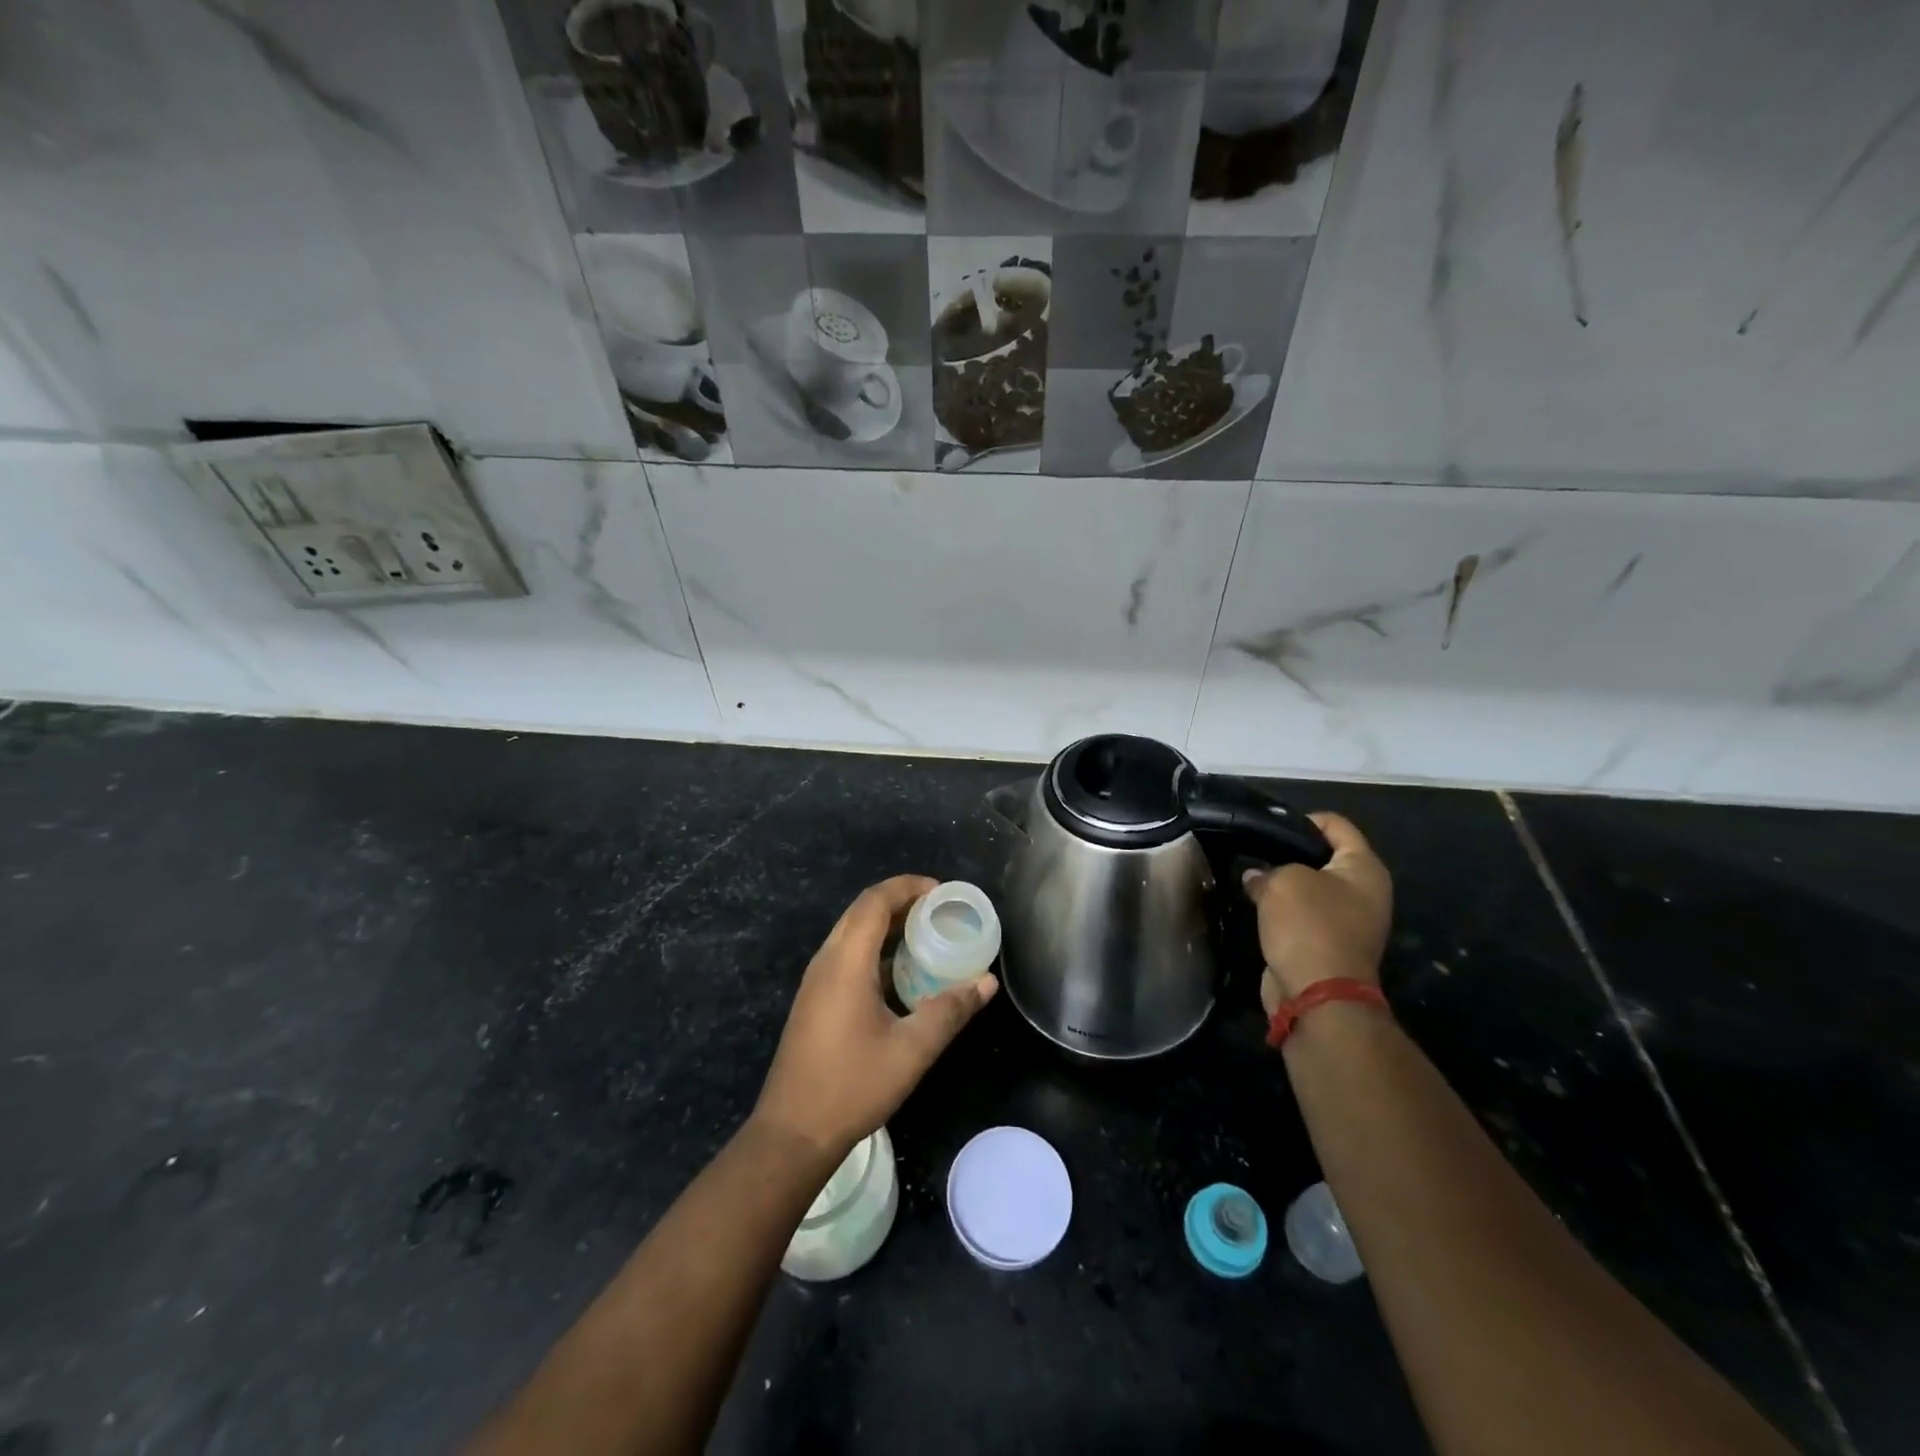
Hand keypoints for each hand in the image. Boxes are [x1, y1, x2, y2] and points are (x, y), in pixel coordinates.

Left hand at [753, 875, 997, 1158]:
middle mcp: (826, 961)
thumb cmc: (852, 1086)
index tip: (942, 891)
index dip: (907, 887)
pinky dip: (875, 948)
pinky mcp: (814, 1000)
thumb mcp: (912, 1050)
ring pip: (852, 933)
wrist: (793, 1133)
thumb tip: (987, 981)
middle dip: (901, 901)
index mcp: (845, 962)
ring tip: (926, 934)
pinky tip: (900, 973)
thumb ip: (951, 1011)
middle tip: (940, 911)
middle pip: (862, 912)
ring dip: (887, 925)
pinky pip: (846, 955)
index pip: (874, 901)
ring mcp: (816, 982)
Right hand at [1241, 812, 1392, 1012]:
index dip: (1303, 819)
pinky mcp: (1330, 945)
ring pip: (1312, 889)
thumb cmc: (1309, 925)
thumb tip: (1256, 878)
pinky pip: (1305, 916)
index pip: (1337, 825)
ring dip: (1285, 885)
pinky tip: (1259, 907)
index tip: (1270, 827)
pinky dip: (1284, 911)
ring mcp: (1351, 922)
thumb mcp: (1283, 881)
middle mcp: (1365, 892)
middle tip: (1257, 852)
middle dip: (1290, 854)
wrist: (1318, 994)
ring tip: (1253, 879)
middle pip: (1325, 857)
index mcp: (1364, 868)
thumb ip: (1267, 870)